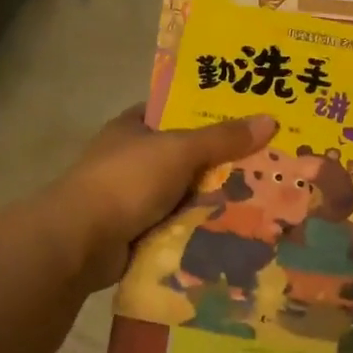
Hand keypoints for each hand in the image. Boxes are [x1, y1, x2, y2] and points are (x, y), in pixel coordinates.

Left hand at [52, 106, 278, 289]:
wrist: (81, 240)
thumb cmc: (127, 180)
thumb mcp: (180, 150)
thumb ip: (222, 138)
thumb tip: (271, 120)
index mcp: (132, 127)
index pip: (173, 112)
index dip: (205, 113)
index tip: (245, 120)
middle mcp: (129, 158)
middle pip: (183, 155)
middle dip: (217, 162)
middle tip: (265, 164)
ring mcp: (129, 197)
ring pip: (181, 193)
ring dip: (209, 200)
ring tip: (259, 201)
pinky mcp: (133, 231)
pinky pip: (174, 225)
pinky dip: (195, 229)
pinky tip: (231, 231)